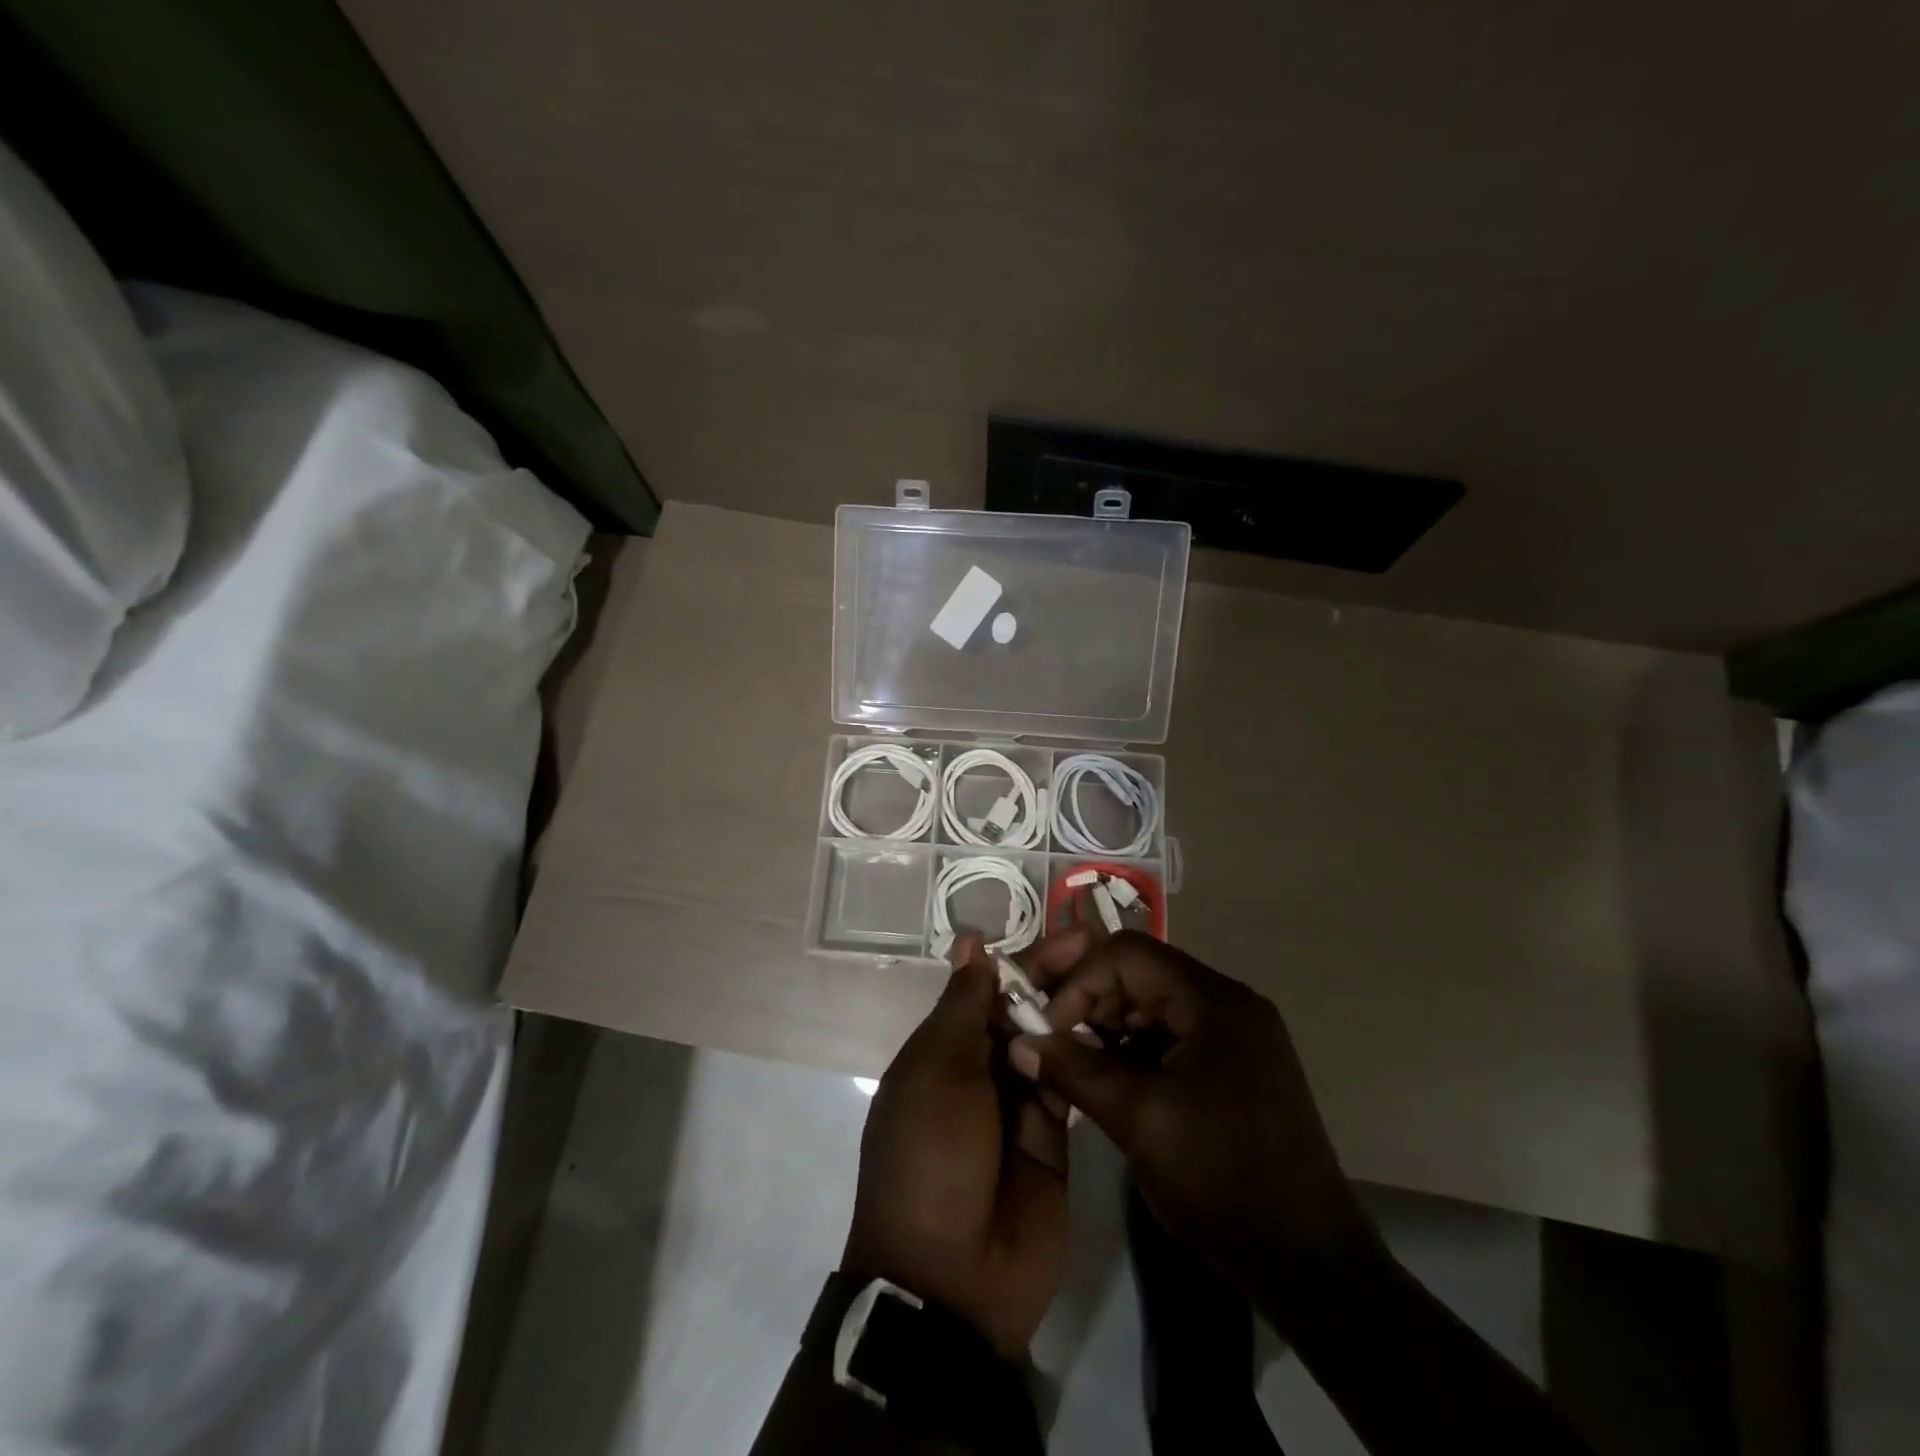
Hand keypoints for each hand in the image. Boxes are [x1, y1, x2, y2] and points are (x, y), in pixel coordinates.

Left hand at [840, 932, 1080, 1356]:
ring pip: (1049, 1042)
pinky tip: (1119, 1027)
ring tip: (1119, 978)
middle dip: (1057, 978)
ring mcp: (1019, 1102)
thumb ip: (964, 1007)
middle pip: (1021, 1010)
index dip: (1025, 960)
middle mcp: (980, 1069)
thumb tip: (970, 944)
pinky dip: (1088, 1057)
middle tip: (1104, 950)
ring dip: (1075, 1012)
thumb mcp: (938, 1072)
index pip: (987, 988)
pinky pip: (1071, 1084)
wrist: (954, 1280)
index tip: (1070, 935)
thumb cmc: (931, 1156)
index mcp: (942, 1049)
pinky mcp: (1054, 1135)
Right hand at [1010, 932, 1384, 1315]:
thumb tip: (1020, 1042)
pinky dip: (1133, 1049)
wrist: (1309, 1264)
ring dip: (1108, 1026)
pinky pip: (1169, 1034)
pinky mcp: (1232, 1063)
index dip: (1080, 980)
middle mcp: (1227, 1003)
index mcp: (1215, 1002)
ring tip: (1076, 1064)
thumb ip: (1076, 1072)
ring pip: (1151, 1004)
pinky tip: (1110, 1080)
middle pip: (1140, 972)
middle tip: (1054, 1042)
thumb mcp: (1140, 1123)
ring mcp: (1234, 1034)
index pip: (1129, 953)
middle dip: (1090, 1000)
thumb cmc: (1224, 1183)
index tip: (1050, 1028)